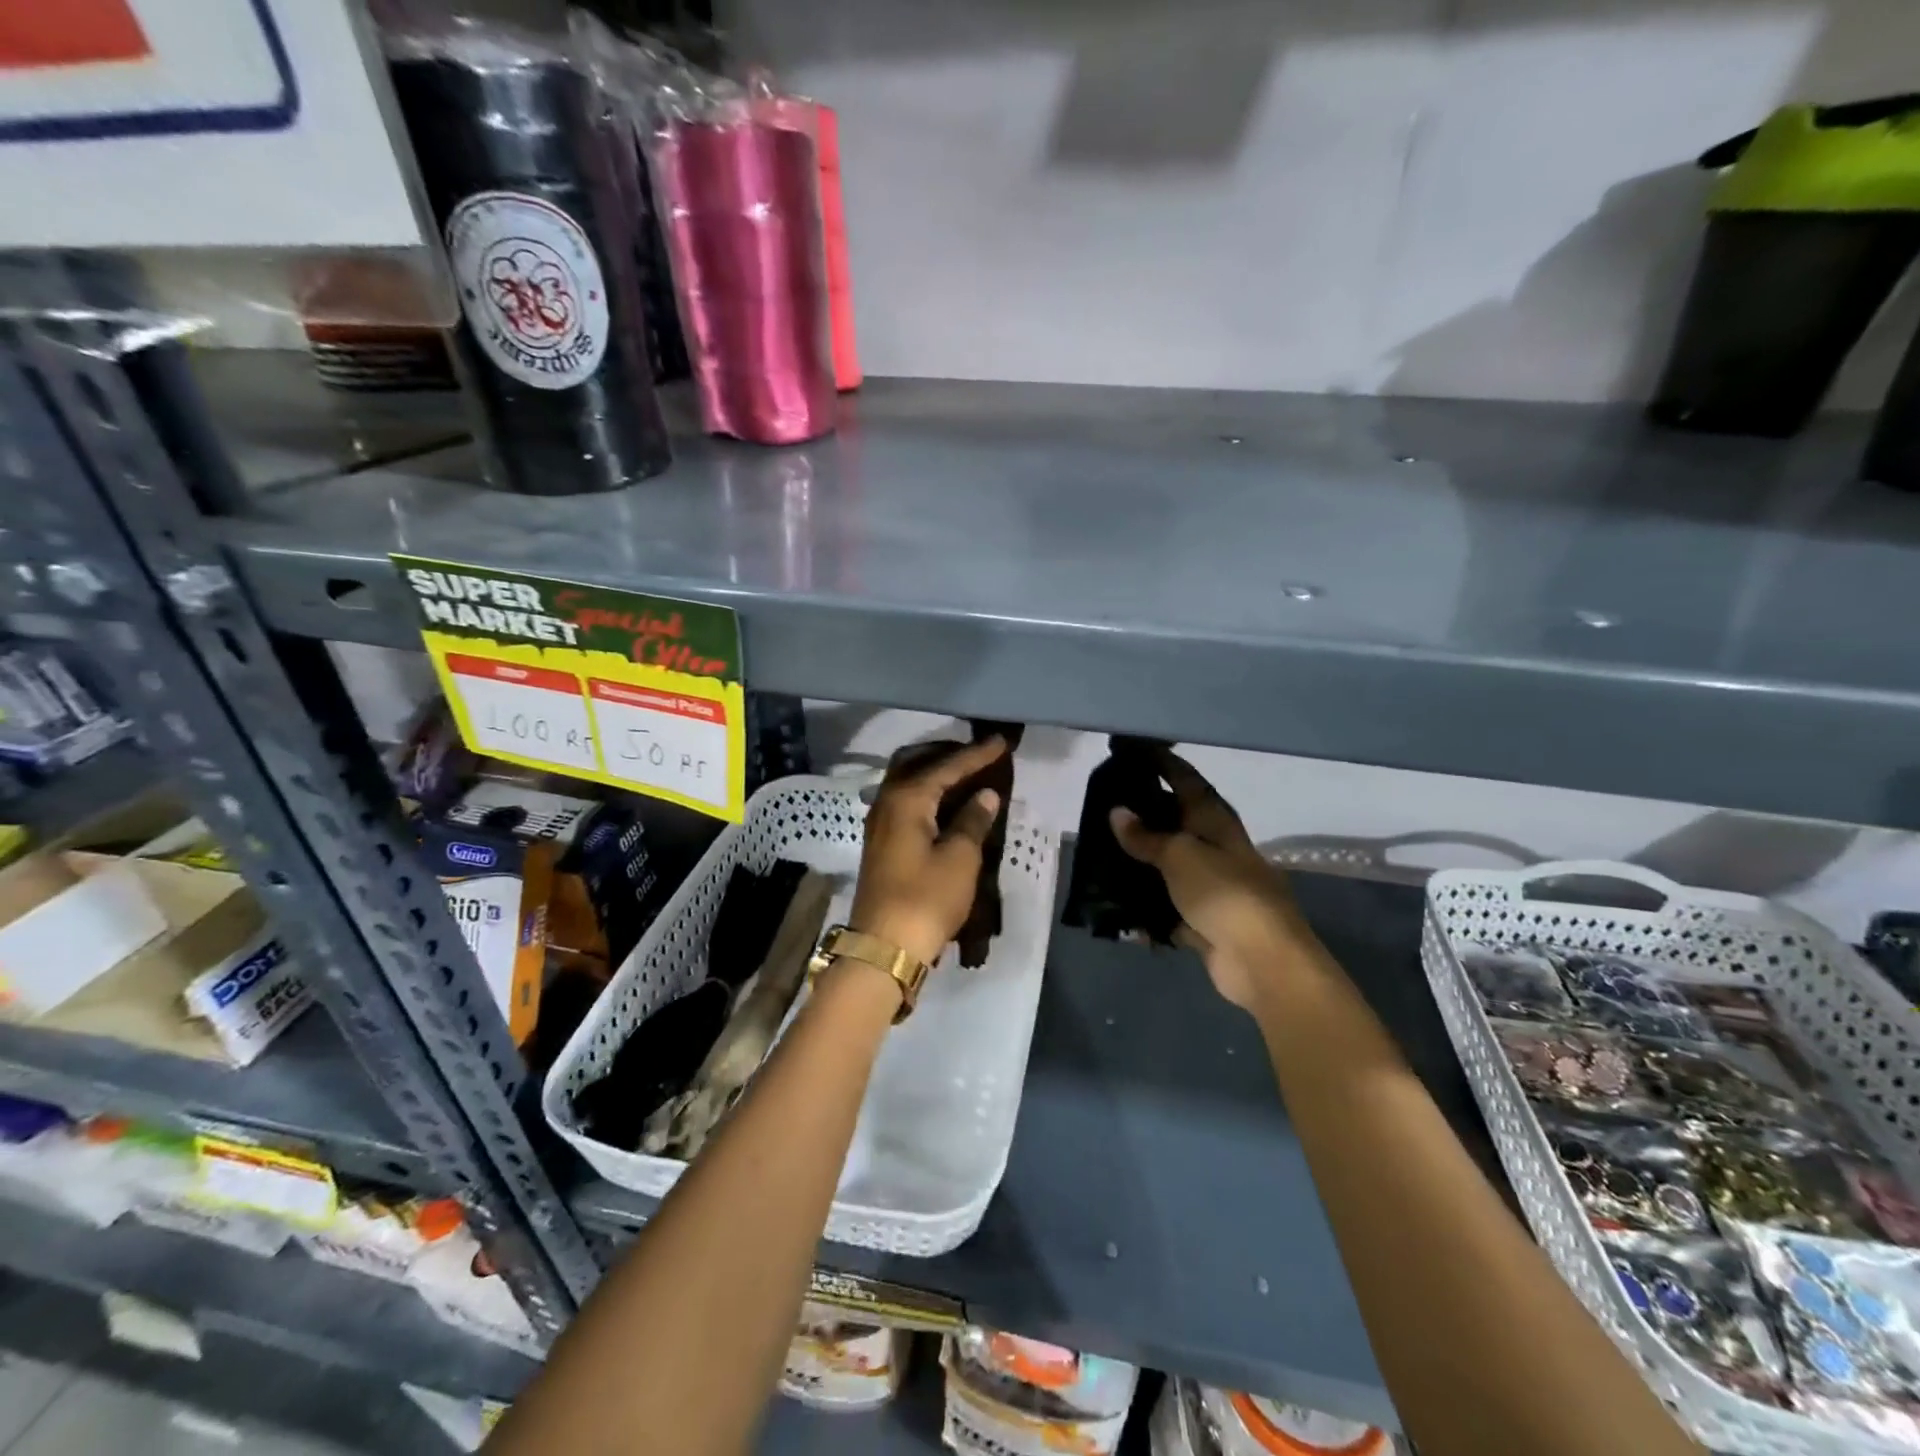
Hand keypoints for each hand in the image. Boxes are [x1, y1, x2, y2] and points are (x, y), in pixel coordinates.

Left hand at [849, 737, 1008, 967]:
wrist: (884, 948)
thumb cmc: (926, 898)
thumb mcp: (960, 858)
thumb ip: (973, 820)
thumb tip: (984, 795)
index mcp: (906, 798)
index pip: (947, 766)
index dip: (976, 755)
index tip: (1000, 741)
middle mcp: (887, 802)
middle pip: (917, 766)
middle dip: (948, 758)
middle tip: (978, 755)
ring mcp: (879, 824)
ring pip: (908, 785)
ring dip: (935, 778)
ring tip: (967, 777)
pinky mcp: (881, 844)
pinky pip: (906, 805)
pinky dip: (927, 798)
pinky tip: (946, 806)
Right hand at [1109, 750, 1301, 1009]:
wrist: (1261, 960)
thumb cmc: (1223, 892)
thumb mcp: (1179, 856)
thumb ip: (1146, 837)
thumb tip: (1117, 812)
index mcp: (1214, 821)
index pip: (1185, 779)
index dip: (1161, 762)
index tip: (1132, 750)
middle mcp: (1214, 847)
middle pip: (1174, 822)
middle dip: (1142, 814)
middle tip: (1101, 807)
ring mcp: (1210, 885)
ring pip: (1167, 866)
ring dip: (1139, 864)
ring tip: (1099, 856)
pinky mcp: (1202, 920)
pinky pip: (1165, 907)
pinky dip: (1144, 908)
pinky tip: (1115, 906)